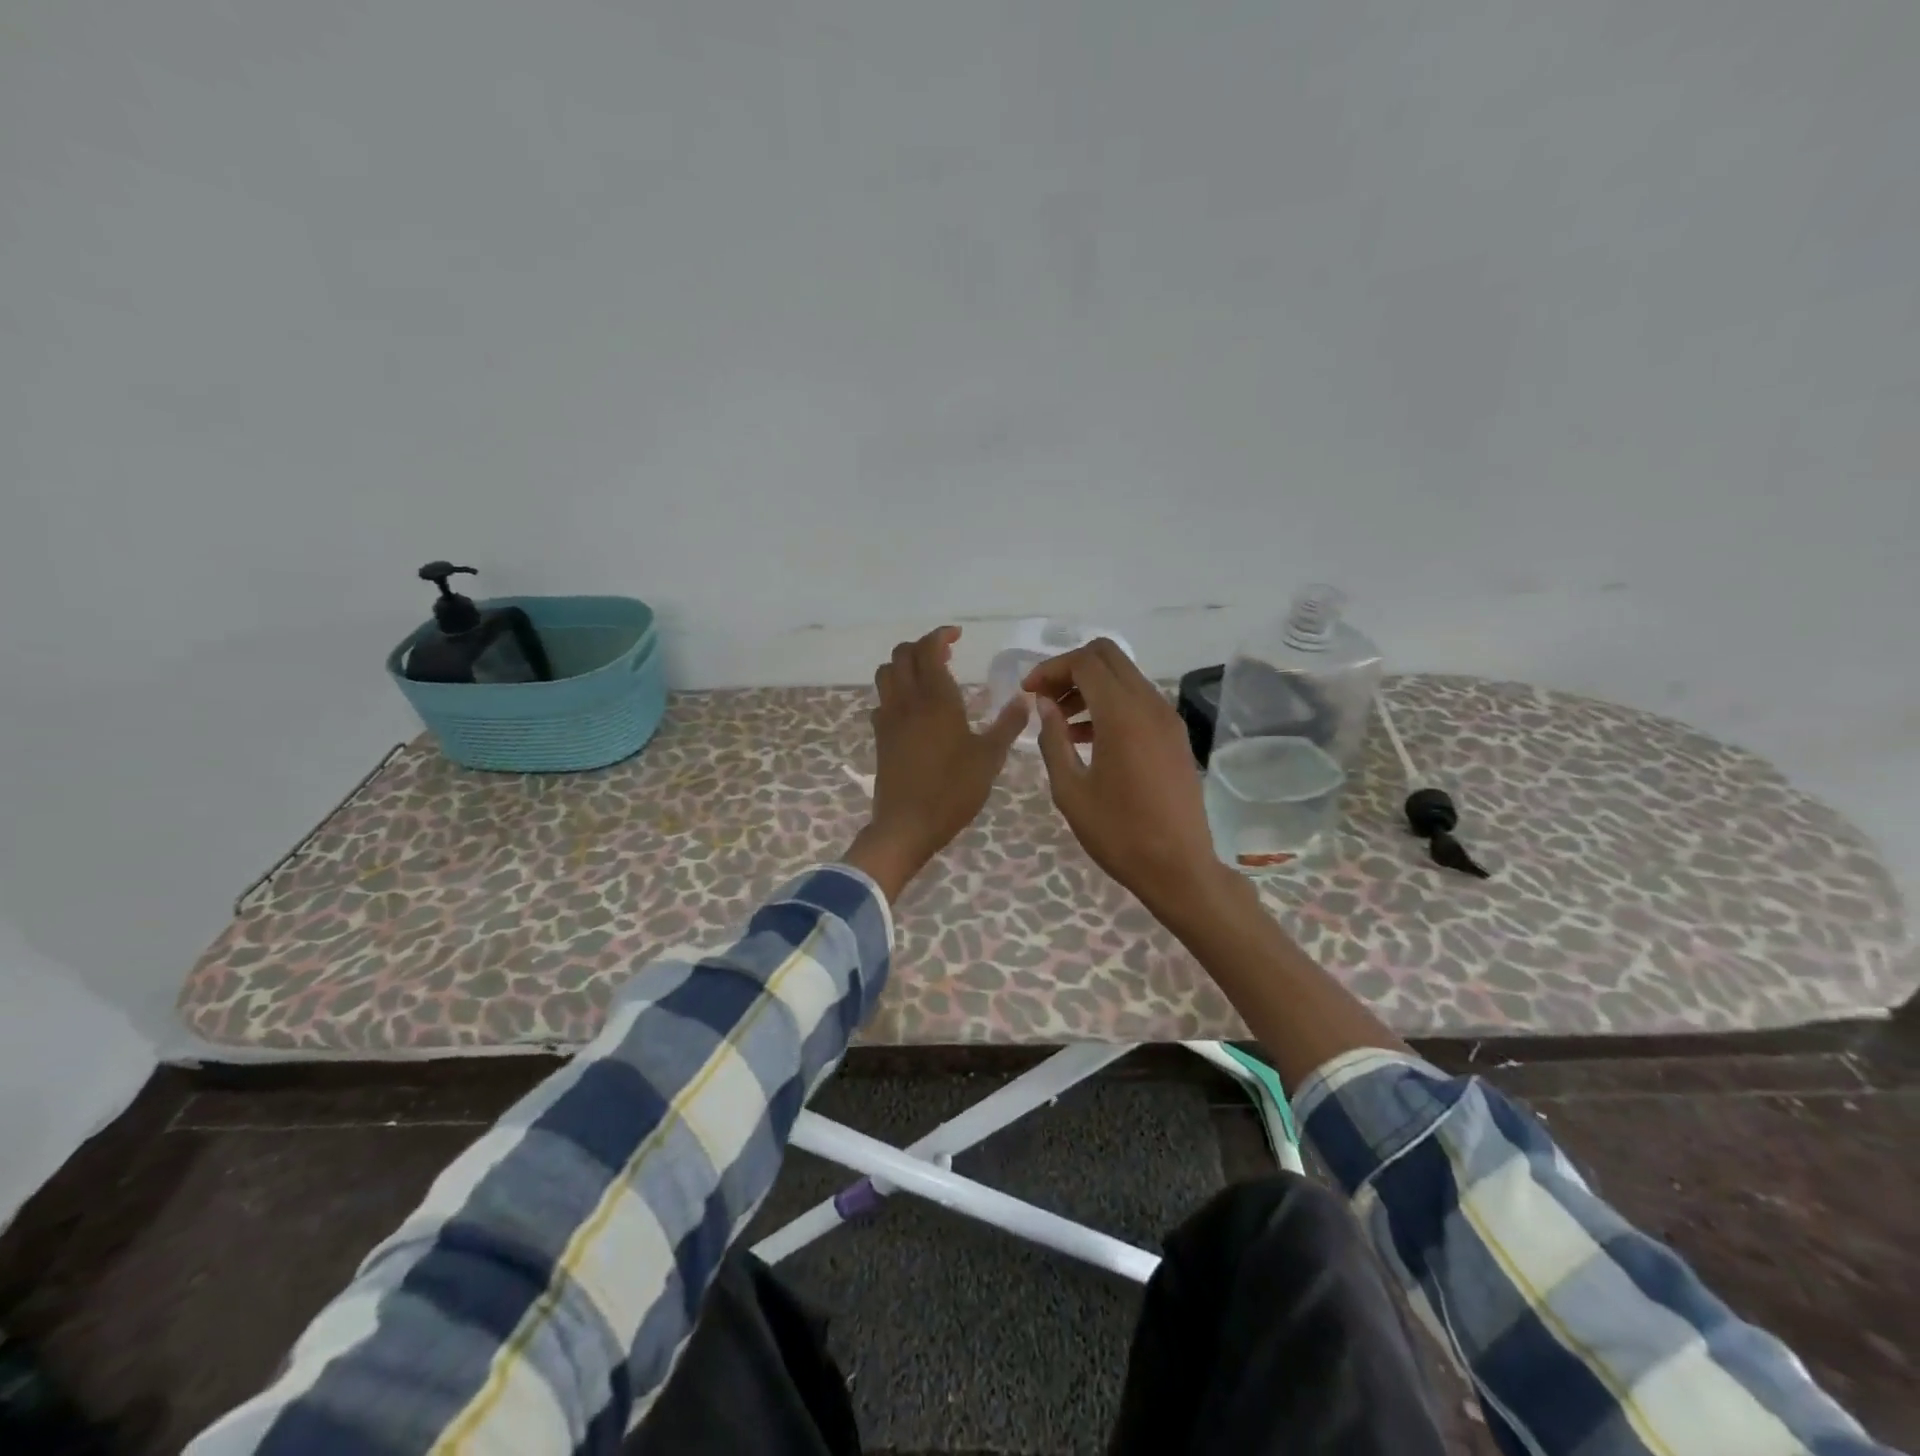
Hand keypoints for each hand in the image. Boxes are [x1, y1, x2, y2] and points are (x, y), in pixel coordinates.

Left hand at [845, 626, 1028, 900]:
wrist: (906, 825)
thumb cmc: (952, 791)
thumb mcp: (989, 758)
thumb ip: (1007, 725)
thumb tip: (1025, 699)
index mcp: (936, 699)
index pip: (928, 649)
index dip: (940, 635)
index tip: (957, 636)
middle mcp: (907, 701)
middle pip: (902, 654)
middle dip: (922, 646)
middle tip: (946, 654)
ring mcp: (889, 718)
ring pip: (886, 674)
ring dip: (904, 665)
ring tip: (927, 677)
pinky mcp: (879, 737)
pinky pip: (882, 701)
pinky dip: (895, 693)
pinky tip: (913, 710)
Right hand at [1023, 639, 1222, 917]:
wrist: (1179, 867)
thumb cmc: (1118, 833)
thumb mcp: (1070, 790)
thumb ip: (1053, 740)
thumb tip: (1045, 705)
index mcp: (1122, 715)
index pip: (1084, 663)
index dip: (1050, 669)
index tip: (1028, 692)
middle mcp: (1150, 705)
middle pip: (1108, 657)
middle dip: (1071, 669)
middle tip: (1046, 699)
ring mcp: (1168, 719)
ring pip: (1125, 677)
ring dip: (1090, 687)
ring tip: (1062, 723)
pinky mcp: (1175, 736)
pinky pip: (1139, 701)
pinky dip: (1111, 704)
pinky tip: (1089, 739)